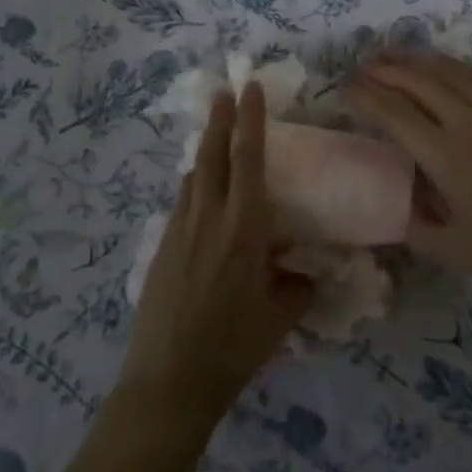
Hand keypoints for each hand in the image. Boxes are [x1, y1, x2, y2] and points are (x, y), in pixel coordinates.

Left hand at [118, 83, 313, 430]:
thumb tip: (309, 271)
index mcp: (242, 229)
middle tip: (225, 91)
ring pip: (193, 176)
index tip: (250, 89)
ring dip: (205, 149)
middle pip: (211, 154)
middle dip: (219, 119)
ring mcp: (179, 230)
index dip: (250, 120)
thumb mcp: (280, 318)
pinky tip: (201, 192)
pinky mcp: (162, 247)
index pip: (247, 159)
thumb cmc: (231, 349)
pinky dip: (194, 183)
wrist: (167, 383)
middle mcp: (208, 218)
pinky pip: (182, 201)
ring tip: (215, 134)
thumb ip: (299, 286)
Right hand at [343, 49, 471, 298]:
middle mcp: (465, 122)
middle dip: (383, 69)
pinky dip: (448, 64)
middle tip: (358, 69)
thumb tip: (389, 211)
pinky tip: (438, 64)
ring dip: (413, 59)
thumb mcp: (457, 252)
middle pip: (416, 80)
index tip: (342, 92)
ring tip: (388, 55)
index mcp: (446, 155)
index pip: (394, 113)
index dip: (364, 97)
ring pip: (445, 71)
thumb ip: (415, 229)